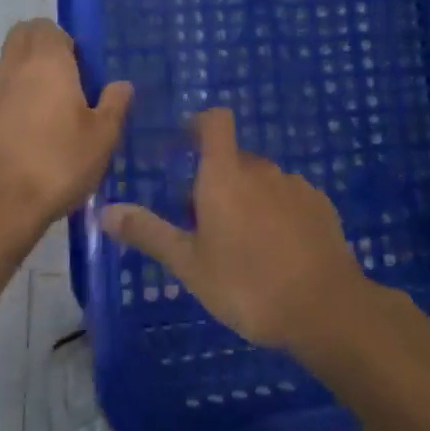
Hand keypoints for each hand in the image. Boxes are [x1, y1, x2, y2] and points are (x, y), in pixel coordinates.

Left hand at [0, 20, 132, 247]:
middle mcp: (11, 67)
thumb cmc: (58, 163)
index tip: (79, 70)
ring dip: (22, 80)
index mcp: (46, 62)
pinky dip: (4, 106)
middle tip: (63, 86)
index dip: (63, 42)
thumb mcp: (103, 138)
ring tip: (42, 117)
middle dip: (40, 51)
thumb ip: (115, 104)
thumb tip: (122, 85)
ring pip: (4, 69)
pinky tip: (18, 139)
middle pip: (21, 39)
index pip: (46, 26)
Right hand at [102, 109, 371, 350]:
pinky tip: (278, 252)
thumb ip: (149, 233)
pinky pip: (289, 198)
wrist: (324, 308)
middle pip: (235, 159)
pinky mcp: (321, 205)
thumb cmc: (247, 284)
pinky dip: (278, 213)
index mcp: (226, 175)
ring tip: (243, 245)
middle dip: (218, 181)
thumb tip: (105, 210)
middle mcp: (262, 170)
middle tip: (205, 226)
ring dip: (249, 199)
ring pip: (263, 182)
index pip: (215, 122)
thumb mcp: (189, 264)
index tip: (186, 144)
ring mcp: (296, 186)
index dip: (200, 124)